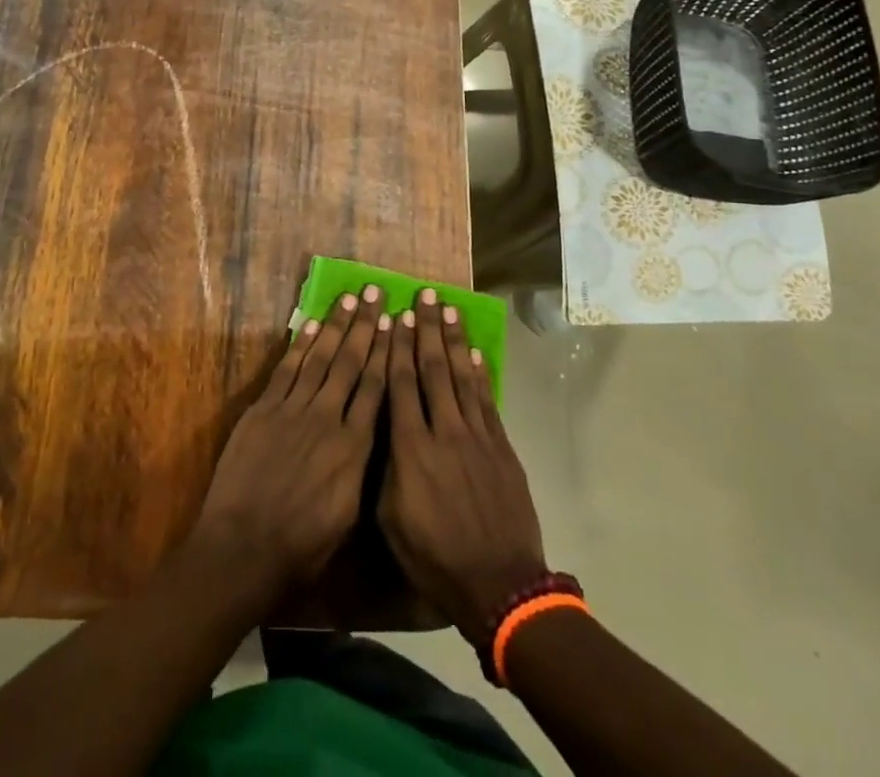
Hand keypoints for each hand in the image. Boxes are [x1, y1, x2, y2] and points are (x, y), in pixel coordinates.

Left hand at [189, 286, 389, 600]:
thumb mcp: (349, 517)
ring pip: (321, 359)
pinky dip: (300, 346)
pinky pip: (287, 370)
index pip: (376, 389)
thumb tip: (372, 436)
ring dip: (336, 326)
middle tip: (377, 292)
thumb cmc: (302, 546)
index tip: (396, 323)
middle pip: (351, 363)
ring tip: (350, 298)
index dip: (387, 352)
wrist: (244, 547)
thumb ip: (362, 469)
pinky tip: (312, 325)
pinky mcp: (264, 410)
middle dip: (366, 326)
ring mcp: (293, 410)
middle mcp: (328, 419)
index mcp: (355, 448)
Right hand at [379, 291, 546, 647]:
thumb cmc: (435, 558)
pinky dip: (480, 374)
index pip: (400, 385)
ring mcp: (476, 436)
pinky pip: (487, 401)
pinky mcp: (501, 447)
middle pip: (432, 369)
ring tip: (447, 308)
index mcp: (410, 449)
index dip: (397, 347)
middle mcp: (443, 431)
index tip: (395, 316)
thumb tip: (378, 429)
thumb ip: (384, 469)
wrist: (500, 585)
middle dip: (426, 329)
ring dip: (453, 340)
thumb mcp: (391, 520)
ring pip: (461, 376)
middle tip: (423, 294)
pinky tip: (474, 353)